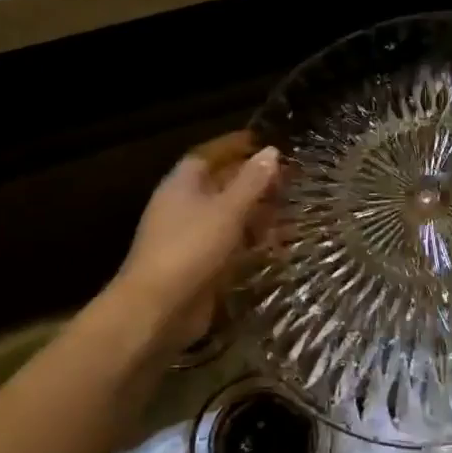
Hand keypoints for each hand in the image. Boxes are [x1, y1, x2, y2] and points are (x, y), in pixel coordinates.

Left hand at [112, 131, 280, 352]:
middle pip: (223, 186)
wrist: (158, 309)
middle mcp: (186, 206)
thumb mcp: (226, 210)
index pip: (210, 154)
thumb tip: (271, 151)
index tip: (267, 143)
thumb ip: (251, 182)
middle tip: (290, 181)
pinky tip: (279, 247)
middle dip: (255, 183)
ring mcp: (193, 238)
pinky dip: (254, 244)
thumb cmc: (190, 249)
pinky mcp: (202, 266)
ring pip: (230, 218)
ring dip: (259, 215)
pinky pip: (232, 247)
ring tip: (293, 213)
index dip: (236, 147)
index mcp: (183, 184)